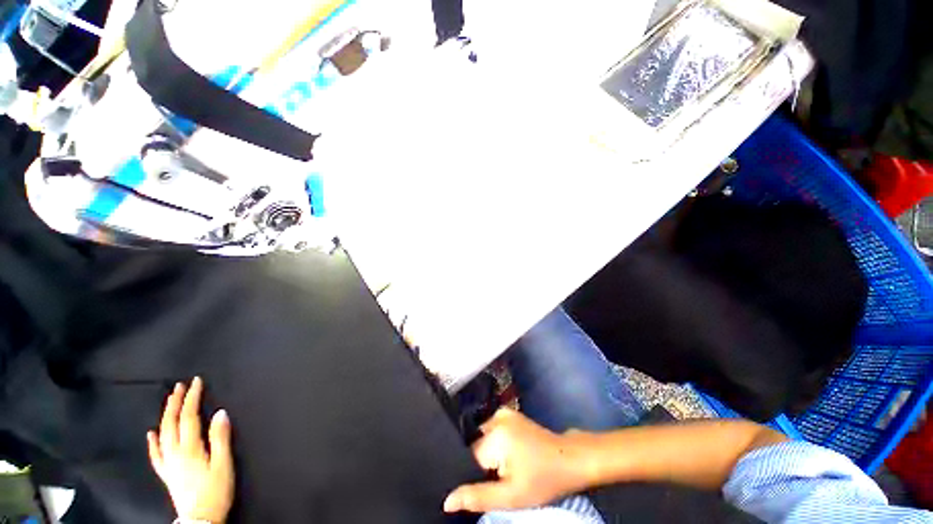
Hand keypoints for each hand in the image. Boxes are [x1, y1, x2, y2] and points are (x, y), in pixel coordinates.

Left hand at [147, 377, 234, 523]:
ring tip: (169, 401)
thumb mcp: (223, 463)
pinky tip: (150, 433)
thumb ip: (220, 438)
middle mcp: (175, 452)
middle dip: (176, 402)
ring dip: (166, 415)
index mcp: (190, 448)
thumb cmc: (215, 490)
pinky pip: (155, 454)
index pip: (189, 417)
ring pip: (162, 434)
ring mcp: (168, 463)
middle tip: (180, 385)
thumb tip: (220, 412)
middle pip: (172, 422)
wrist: (200, 518)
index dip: (192, 398)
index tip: (197, 382)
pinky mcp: (166, 472)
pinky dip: (152, 442)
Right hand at [444, 408, 592, 512]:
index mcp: (494, 434)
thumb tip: (447, 500)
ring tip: (505, 468)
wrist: (570, 460)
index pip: (468, 458)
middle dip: (481, 465)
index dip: (474, 476)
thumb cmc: (542, 479)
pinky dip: (495, 446)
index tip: (487, 486)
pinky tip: (509, 457)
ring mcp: (503, 413)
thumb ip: (477, 497)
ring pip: (483, 440)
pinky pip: (492, 432)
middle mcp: (494, 417)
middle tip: (498, 480)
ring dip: (488, 456)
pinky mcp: (509, 414)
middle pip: (475, 447)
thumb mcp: (511, 496)